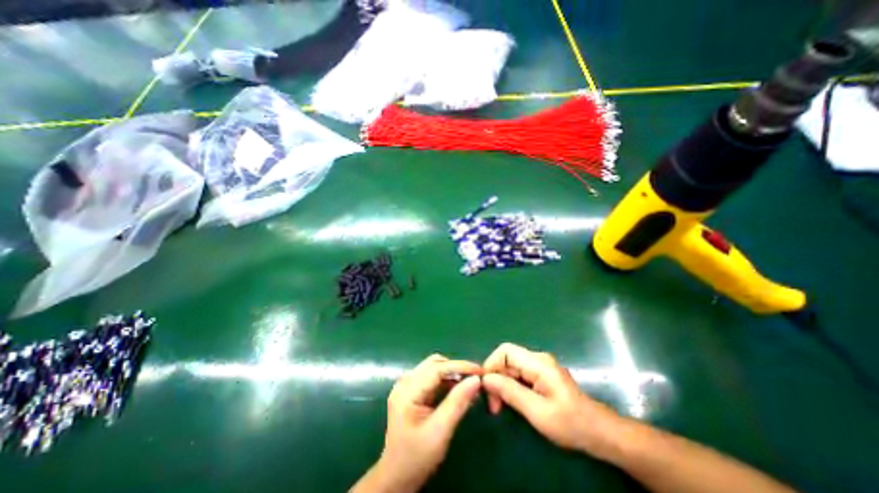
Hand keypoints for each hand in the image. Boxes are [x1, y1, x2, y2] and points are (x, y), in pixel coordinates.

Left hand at [359, 354, 478, 491]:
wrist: (396, 478)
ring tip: (469, 383)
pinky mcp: (411, 392)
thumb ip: (457, 403)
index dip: (459, 366)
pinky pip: (431, 378)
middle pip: (433, 364)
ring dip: (452, 373)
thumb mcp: (440, 432)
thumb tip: (476, 380)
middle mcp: (405, 383)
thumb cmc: (417, 457)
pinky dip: (446, 380)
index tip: (479, 369)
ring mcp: (406, 386)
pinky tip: (458, 389)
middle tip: (475, 377)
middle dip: (455, 368)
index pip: (436, 368)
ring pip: (433, 368)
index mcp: (407, 391)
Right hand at [485, 344, 620, 453]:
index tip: (486, 388)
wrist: (601, 434)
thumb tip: (486, 379)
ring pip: (511, 368)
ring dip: (502, 385)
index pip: (505, 351)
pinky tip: (512, 402)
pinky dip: (511, 387)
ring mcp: (540, 367)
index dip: (491, 365)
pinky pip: (519, 375)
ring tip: (500, 407)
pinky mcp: (541, 376)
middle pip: (507, 359)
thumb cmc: (571, 424)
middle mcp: (538, 359)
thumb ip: (511, 392)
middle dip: (496, 379)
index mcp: (538, 363)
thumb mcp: (538, 412)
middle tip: (494, 405)